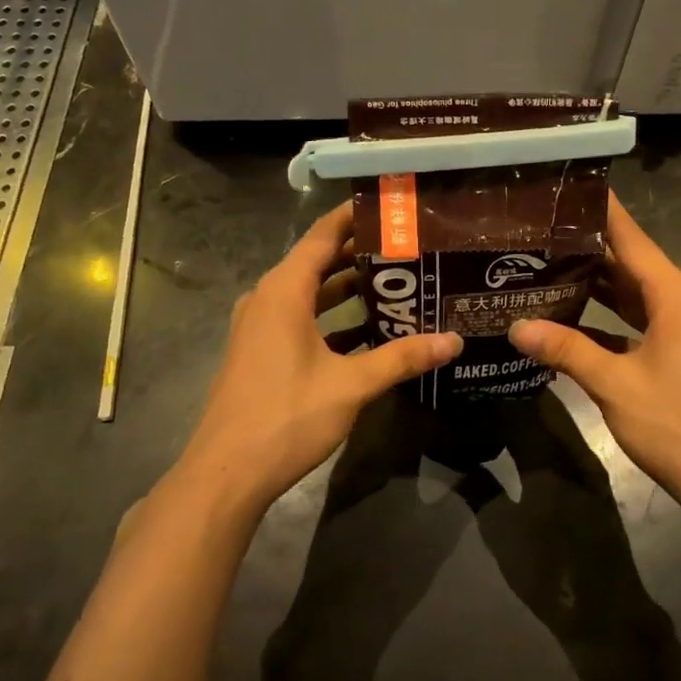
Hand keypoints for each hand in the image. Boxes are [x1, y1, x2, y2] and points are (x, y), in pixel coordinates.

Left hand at [174, 202, 460, 517]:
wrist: (226, 474)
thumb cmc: (286, 416)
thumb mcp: (351, 384)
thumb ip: (402, 358)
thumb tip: (454, 341)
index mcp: (284, 291)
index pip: (323, 236)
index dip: (354, 216)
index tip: (390, 206)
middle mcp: (268, 299)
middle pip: (318, 262)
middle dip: (361, 254)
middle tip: (409, 246)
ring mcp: (261, 327)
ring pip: (311, 294)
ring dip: (348, 289)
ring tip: (397, 283)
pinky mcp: (262, 353)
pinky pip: (302, 320)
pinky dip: (333, 319)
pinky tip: (369, 331)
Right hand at [508, 194, 680, 505]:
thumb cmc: (676, 423)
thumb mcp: (615, 384)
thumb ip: (566, 350)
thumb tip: (516, 326)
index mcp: (673, 295)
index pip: (632, 238)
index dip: (602, 212)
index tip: (569, 186)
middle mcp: (679, 302)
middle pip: (629, 262)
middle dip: (587, 246)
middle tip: (539, 229)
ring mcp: (678, 328)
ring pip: (630, 292)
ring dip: (594, 281)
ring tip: (545, 263)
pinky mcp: (673, 351)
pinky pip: (634, 319)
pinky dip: (605, 315)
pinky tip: (568, 315)